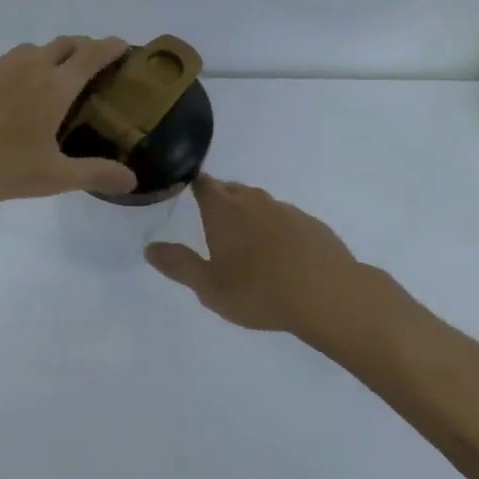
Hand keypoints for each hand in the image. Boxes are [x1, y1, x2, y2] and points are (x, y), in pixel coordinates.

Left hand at [0, 37, 138, 201]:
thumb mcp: (53, 177)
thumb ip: (95, 173)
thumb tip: (132, 180)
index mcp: (55, 86)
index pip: (92, 54)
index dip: (112, 47)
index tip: (124, 47)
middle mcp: (29, 66)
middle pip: (65, 43)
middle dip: (83, 48)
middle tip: (92, 66)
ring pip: (31, 51)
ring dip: (48, 57)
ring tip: (49, 81)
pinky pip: (2, 63)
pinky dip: (15, 70)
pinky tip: (7, 95)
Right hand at [145, 176, 399, 349]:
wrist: (329, 295)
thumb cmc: (259, 291)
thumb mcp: (209, 287)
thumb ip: (178, 265)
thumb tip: (149, 248)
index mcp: (223, 209)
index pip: (202, 184)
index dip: (193, 185)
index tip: (186, 191)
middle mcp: (253, 200)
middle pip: (231, 190)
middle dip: (220, 201)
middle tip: (212, 223)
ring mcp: (286, 210)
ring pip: (260, 204)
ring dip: (250, 216)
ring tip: (246, 242)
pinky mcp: (311, 224)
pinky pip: (285, 220)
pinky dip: (277, 230)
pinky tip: (281, 255)